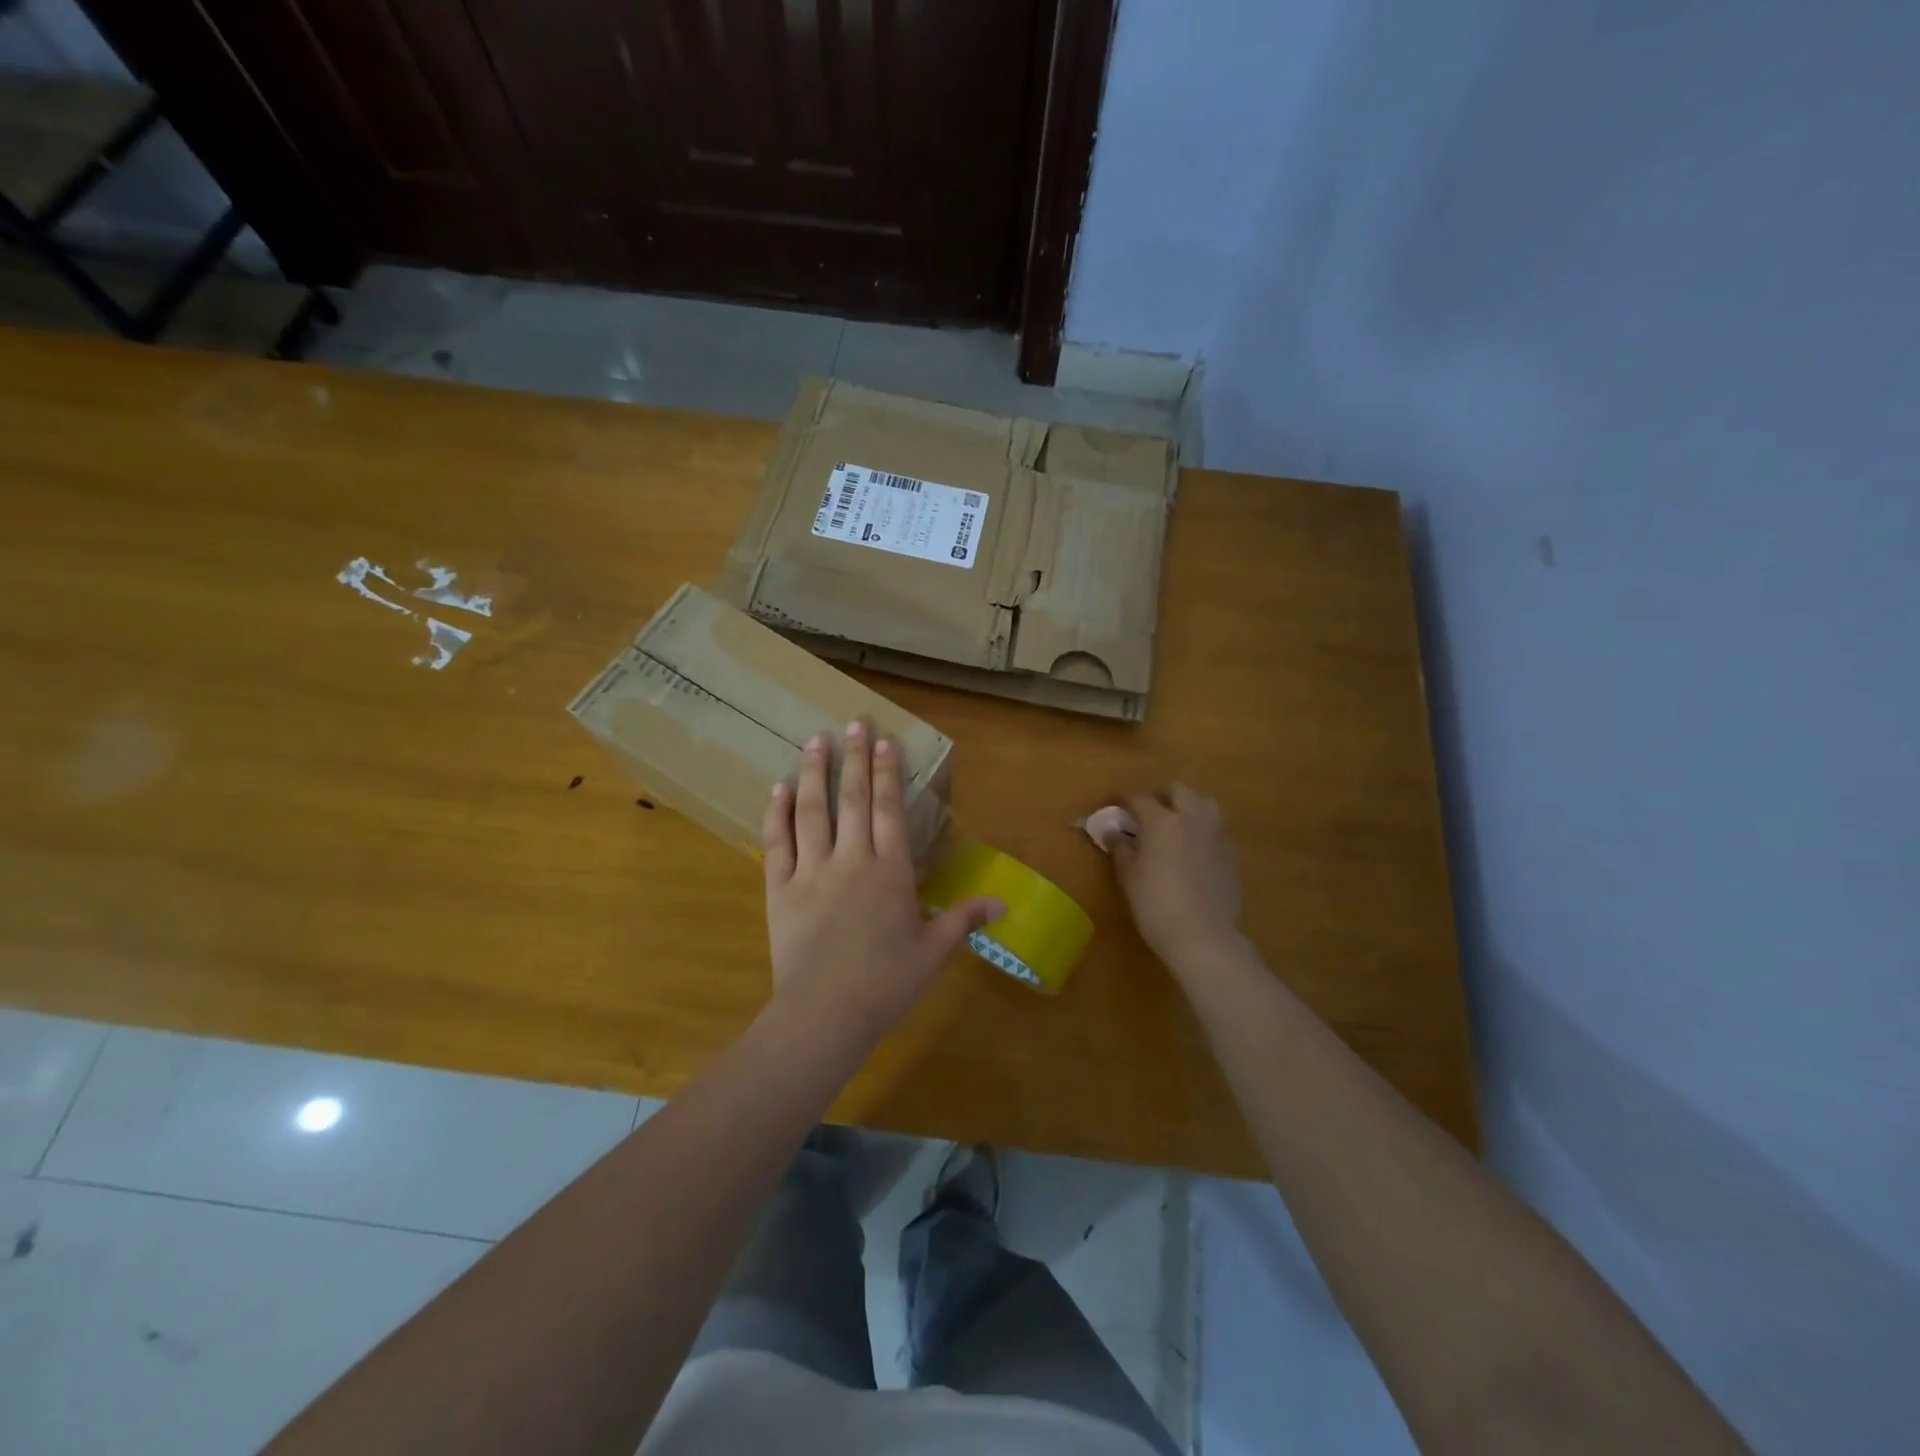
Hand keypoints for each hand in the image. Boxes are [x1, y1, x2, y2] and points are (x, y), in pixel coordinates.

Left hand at [762, 722, 1002, 1040]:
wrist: (825, 1014)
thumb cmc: (886, 984)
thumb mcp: (934, 951)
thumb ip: (964, 919)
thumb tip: (1003, 903)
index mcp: (891, 872)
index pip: (890, 810)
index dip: (887, 772)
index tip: (884, 741)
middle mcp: (852, 860)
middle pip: (854, 800)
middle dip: (854, 758)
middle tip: (853, 723)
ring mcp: (811, 871)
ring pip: (813, 811)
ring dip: (816, 772)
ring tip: (815, 740)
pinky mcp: (780, 889)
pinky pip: (777, 842)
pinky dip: (777, 813)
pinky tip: (779, 787)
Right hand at [1110, 784, 1244, 972]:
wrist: (1203, 936)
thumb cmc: (1155, 904)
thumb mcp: (1129, 876)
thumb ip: (1120, 848)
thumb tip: (1112, 832)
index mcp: (1162, 820)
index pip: (1138, 798)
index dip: (1123, 799)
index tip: (1113, 804)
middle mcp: (1191, 818)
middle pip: (1178, 791)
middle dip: (1161, 797)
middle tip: (1147, 815)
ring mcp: (1215, 834)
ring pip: (1204, 804)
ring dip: (1188, 807)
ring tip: (1175, 827)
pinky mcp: (1230, 854)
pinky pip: (1216, 829)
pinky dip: (1202, 830)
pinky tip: (1193, 850)